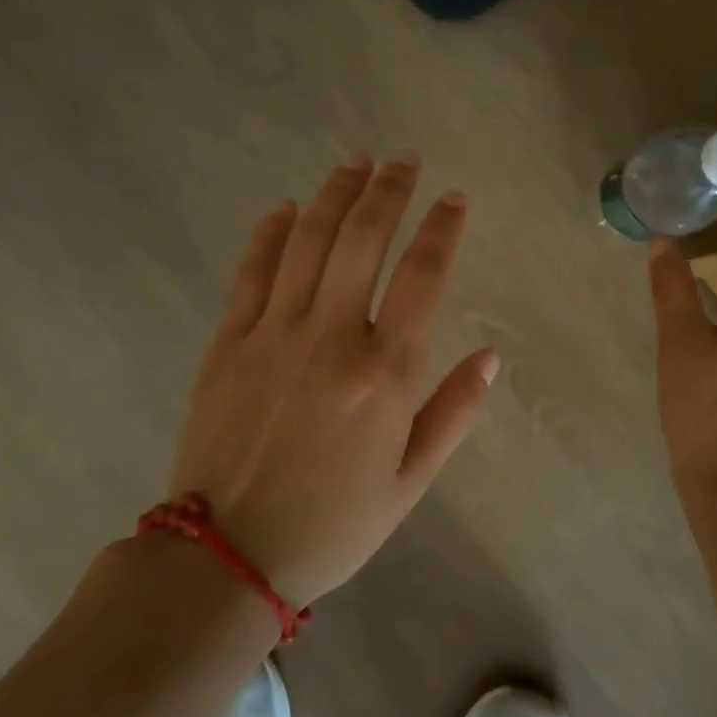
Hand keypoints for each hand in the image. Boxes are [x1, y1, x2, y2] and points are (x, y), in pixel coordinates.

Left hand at [169, 154, 496, 606]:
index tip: (453, 197)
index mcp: (385, 373)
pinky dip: (270, 234)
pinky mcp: (227, 343)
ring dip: (334, 194)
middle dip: (388, 190)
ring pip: (307, 241)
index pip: (423, 276)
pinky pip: (251, 273)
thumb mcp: (411, 483)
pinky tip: (284, 208)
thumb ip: (453, 414)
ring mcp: (273, 334)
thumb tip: (489, 357)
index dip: (442, 228)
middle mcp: (331, 337)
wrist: (226, 558)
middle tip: (403, 159)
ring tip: (355, 162)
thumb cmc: (333, 525)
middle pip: (362, 239)